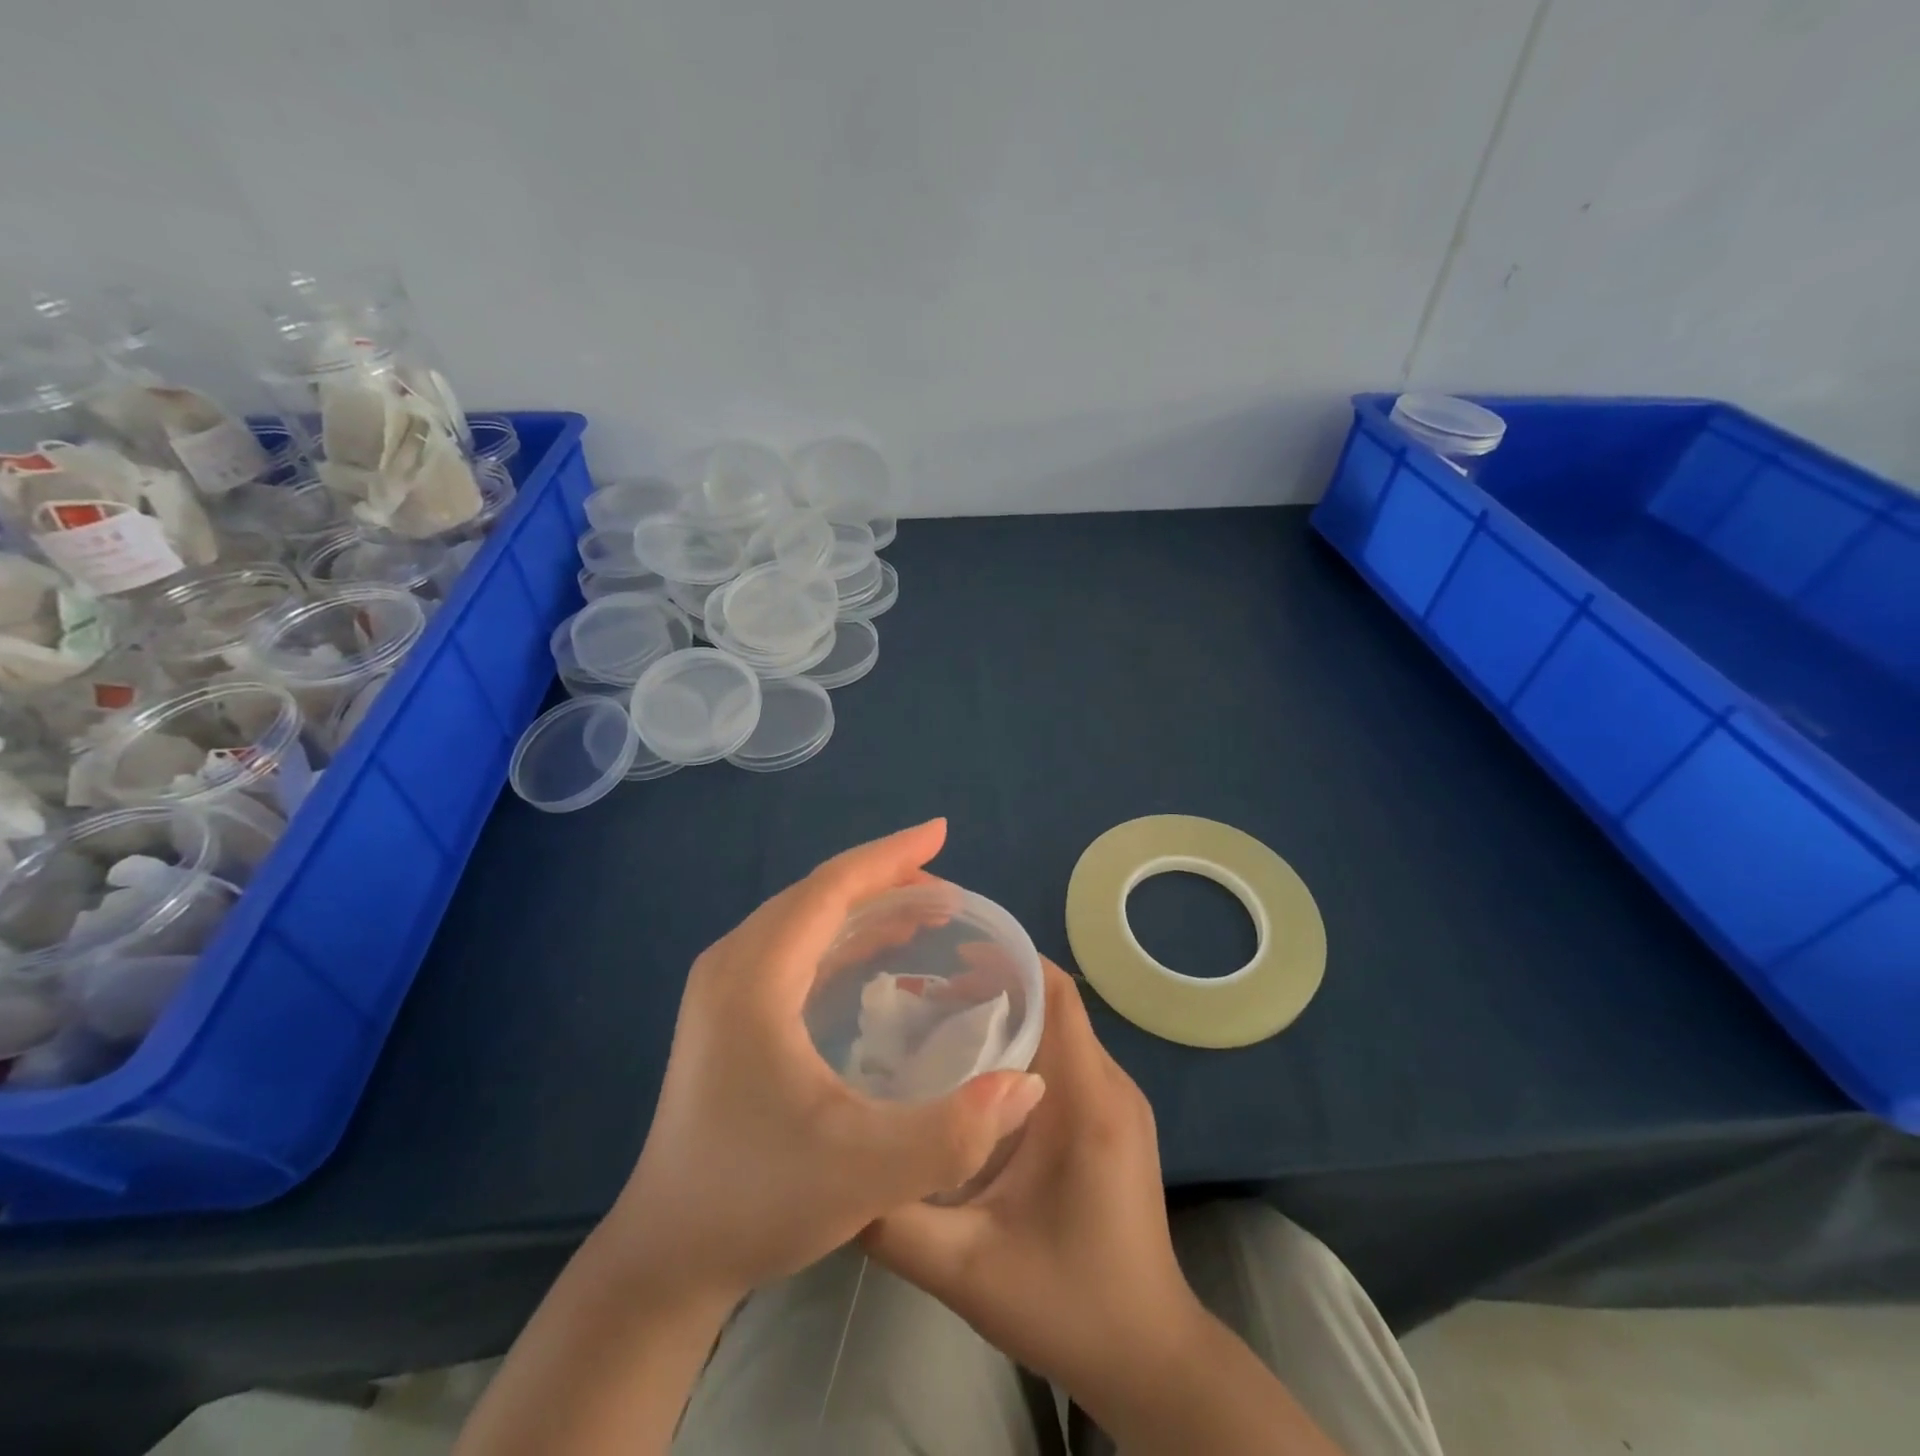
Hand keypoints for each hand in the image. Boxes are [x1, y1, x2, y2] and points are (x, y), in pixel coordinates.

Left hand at [608, 819, 1047, 1305]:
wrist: (668, 1255)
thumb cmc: (758, 1200)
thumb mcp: (867, 1172)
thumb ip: (954, 1131)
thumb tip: (1027, 1083)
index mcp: (754, 977)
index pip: (830, 887)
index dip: (890, 855)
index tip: (942, 831)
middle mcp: (733, 964)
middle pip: (817, 893)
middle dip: (885, 878)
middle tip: (949, 890)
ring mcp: (724, 987)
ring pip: (804, 917)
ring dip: (865, 906)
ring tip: (926, 912)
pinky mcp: (728, 1011)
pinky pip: (794, 946)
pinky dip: (843, 935)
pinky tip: (879, 954)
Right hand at [862, 959, 1206, 1400]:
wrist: (1149, 1360)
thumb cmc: (1066, 1306)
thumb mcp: (966, 1269)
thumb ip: (896, 1220)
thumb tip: (840, 1166)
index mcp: (1088, 1101)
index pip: (1057, 994)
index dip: (1008, 960)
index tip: (949, 954)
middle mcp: (1112, 1086)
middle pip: (1055, 1005)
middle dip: (994, 987)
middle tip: (926, 995)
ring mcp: (1120, 1103)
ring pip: (1062, 1031)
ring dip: (1008, 1017)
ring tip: (942, 1025)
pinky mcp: (1116, 1122)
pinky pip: (1069, 1060)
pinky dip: (1026, 1048)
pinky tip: (977, 1078)